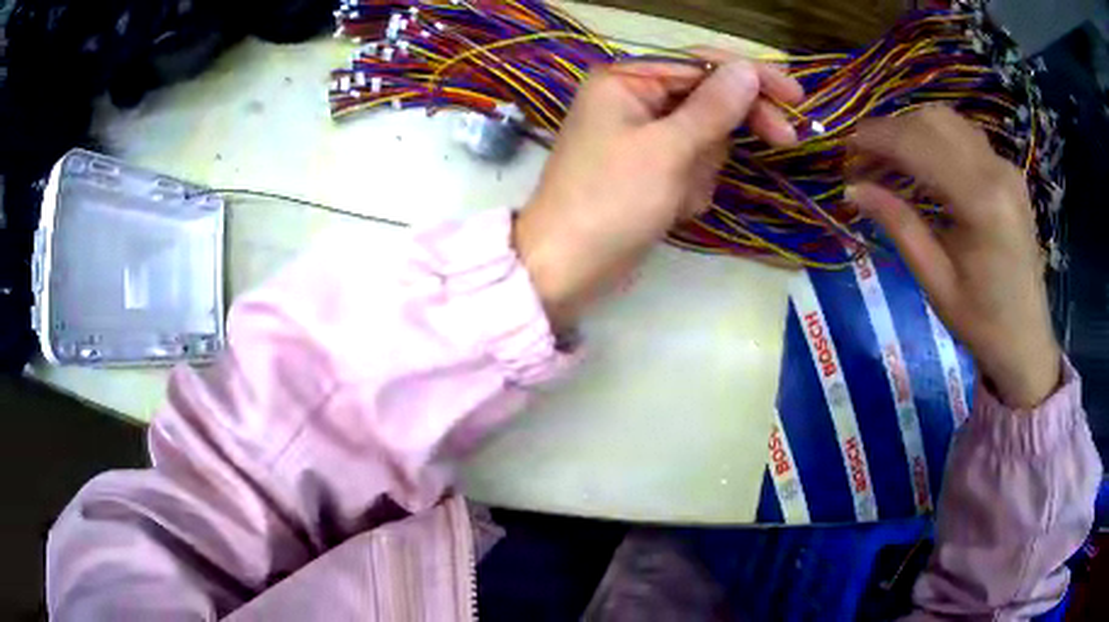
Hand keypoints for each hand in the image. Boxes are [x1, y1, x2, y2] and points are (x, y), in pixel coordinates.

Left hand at [514, 53, 802, 331]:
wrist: (567, 269)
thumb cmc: (610, 203)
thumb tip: (748, 70)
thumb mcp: (668, 150)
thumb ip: (713, 108)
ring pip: (705, 138)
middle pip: (707, 99)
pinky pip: (691, 167)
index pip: (702, 63)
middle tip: (785, 141)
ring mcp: (641, 136)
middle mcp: (633, 99)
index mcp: (626, 80)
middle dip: (735, 126)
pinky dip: (692, 188)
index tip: (796, 97)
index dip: (752, 77)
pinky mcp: (648, 170)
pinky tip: (671, 210)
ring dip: (705, 168)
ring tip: (678, 196)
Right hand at [847, 107, 1059, 408]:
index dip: (876, 138)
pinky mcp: (1010, 172)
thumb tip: (853, 188)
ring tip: (891, 159)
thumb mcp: (936, 281)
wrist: (1028, 340)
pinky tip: (925, 163)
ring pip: (948, 120)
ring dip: (912, 129)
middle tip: (865, 159)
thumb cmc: (982, 323)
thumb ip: (899, 226)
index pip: (918, 144)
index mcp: (981, 203)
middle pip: (931, 121)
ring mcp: (1006, 167)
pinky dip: (936, 138)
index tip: (845, 148)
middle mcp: (996, 171)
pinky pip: (965, 135)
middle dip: (891, 130)